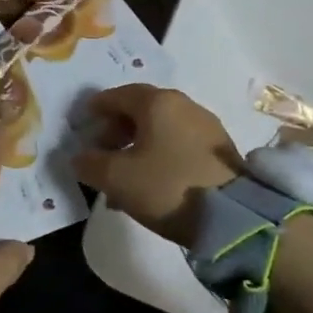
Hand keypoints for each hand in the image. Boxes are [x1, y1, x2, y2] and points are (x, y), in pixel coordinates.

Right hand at [71, 85, 243, 245]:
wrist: (233, 217)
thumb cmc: (167, 186)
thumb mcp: (116, 178)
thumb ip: (90, 163)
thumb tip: (79, 157)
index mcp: (158, 102)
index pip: (119, 95)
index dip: (97, 108)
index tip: (84, 122)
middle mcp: (184, 105)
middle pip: (142, 110)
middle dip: (117, 130)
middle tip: (101, 152)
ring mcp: (206, 127)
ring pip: (161, 130)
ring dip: (138, 146)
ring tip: (123, 176)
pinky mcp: (220, 150)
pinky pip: (179, 145)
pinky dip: (159, 156)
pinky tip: (150, 183)